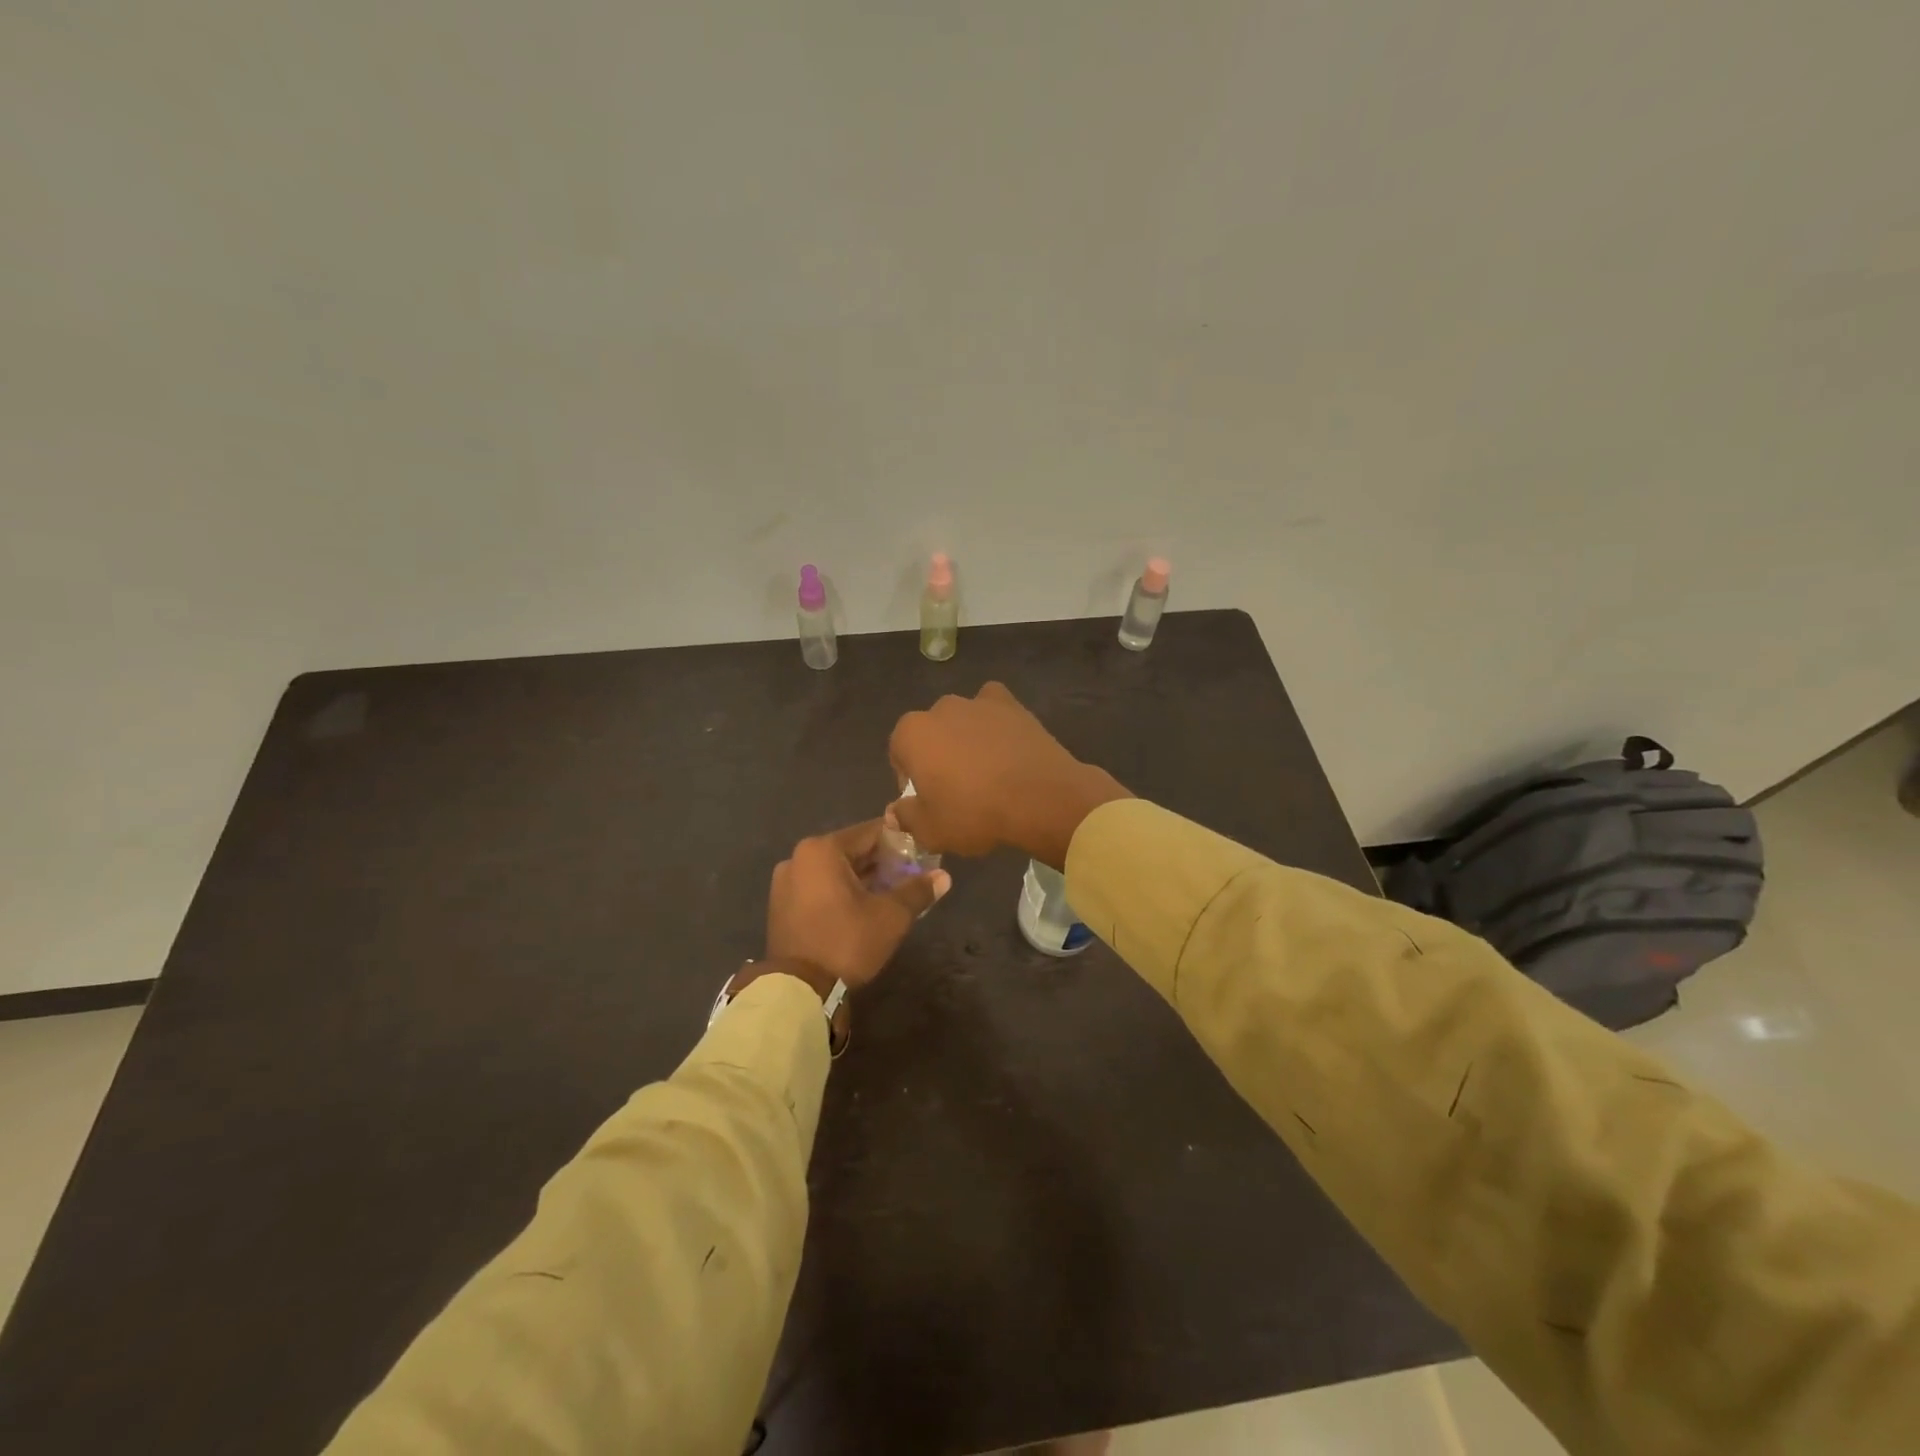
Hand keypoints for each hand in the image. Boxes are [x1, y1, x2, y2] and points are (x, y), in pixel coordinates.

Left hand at [762, 820, 950, 994]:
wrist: (798, 991)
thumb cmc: (846, 942)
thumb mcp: (890, 916)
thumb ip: (917, 891)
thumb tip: (944, 876)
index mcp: (822, 849)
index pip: (871, 832)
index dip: (901, 841)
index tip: (922, 853)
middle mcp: (799, 858)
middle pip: (851, 851)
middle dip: (882, 862)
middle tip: (911, 876)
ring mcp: (785, 882)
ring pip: (834, 871)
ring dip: (862, 879)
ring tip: (891, 893)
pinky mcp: (781, 906)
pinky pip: (819, 888)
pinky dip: (841, 892)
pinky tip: (863, 908)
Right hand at [888, 682, 1130, 867]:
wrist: (1039, 798)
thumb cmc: (975, 814)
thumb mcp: (931, 830)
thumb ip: (906, 817)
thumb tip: (895, 812)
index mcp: (912, 734)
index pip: (899, 753)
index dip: (910, 779)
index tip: (927, 801)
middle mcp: (940, 709)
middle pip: (931, 733)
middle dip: (937, 756)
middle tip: (956, 789)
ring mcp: (977, 702)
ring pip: (962, 721)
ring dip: (966, 740)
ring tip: (985, 771)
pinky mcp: (1011, 704)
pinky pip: (993, 709)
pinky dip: (994, 722)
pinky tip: (1004, 745)